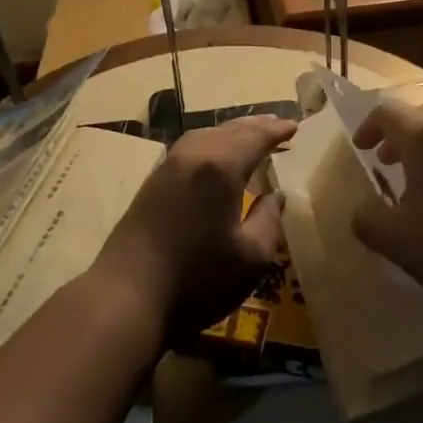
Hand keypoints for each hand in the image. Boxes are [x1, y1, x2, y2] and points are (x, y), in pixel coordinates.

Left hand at [91, 115, 296, 338]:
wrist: (127, 296)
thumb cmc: (197, 279)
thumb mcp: (251, 257)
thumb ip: (269, 220)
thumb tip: (275, 196)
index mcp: (220, 166)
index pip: (255, 137)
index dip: (276, 131)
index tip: (294, 126)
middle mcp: (193, 155)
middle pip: (229, 130)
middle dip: (255, 125)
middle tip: (277, 125)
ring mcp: (168, 167)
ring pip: (205, 135)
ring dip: (231, 132)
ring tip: (249, 136)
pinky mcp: (152, 182)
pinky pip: (190, 148)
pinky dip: (211, 143)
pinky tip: (215, 157)